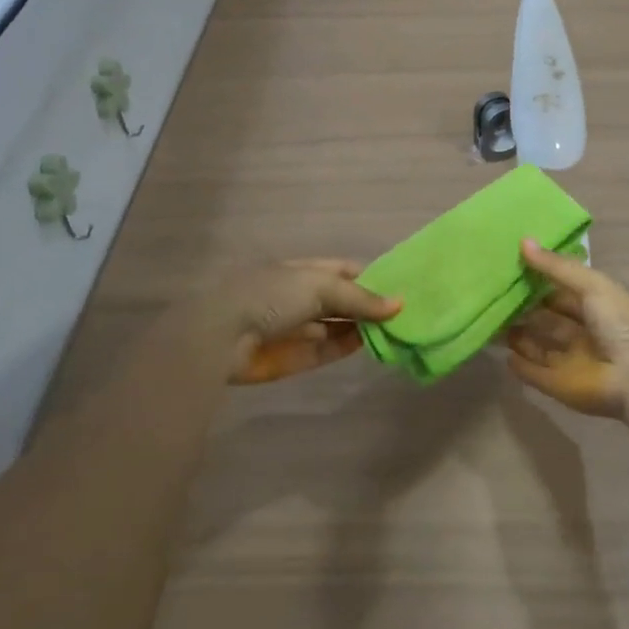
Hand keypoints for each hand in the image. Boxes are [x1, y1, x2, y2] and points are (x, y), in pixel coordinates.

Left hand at [208, 260, 400, 384]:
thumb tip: (399, 305)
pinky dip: (348, 347)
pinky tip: (371, 344)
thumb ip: (360, 298)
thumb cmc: (271, 296)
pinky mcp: (294, 357)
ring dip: (363, 327)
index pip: (344, 271)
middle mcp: (301, 297)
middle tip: (406, 313)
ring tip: (397, 330)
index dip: (372, 277)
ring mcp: (298, 328)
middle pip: (343, 300)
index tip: (401, 287)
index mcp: (303, 271)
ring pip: (337, 326)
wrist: (222, 336)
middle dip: (370, 305)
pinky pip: (327, 350)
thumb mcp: (320, 286)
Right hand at [505, 240, 628, 419]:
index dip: (539, 281)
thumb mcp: (592, 285)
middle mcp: (583, 333)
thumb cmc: (620, 323)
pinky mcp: (559, 386)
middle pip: (548, 319)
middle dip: (524, 309)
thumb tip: (523, 241)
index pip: (562, 292)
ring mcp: (571, 361)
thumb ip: (556, 266)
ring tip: (491, 321)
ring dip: (517, 335)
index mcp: (597, 307)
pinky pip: (534, 374)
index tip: (510, 268)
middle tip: (493, 295)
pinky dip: (520, 366)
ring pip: (538, 345)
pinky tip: (503, 354)